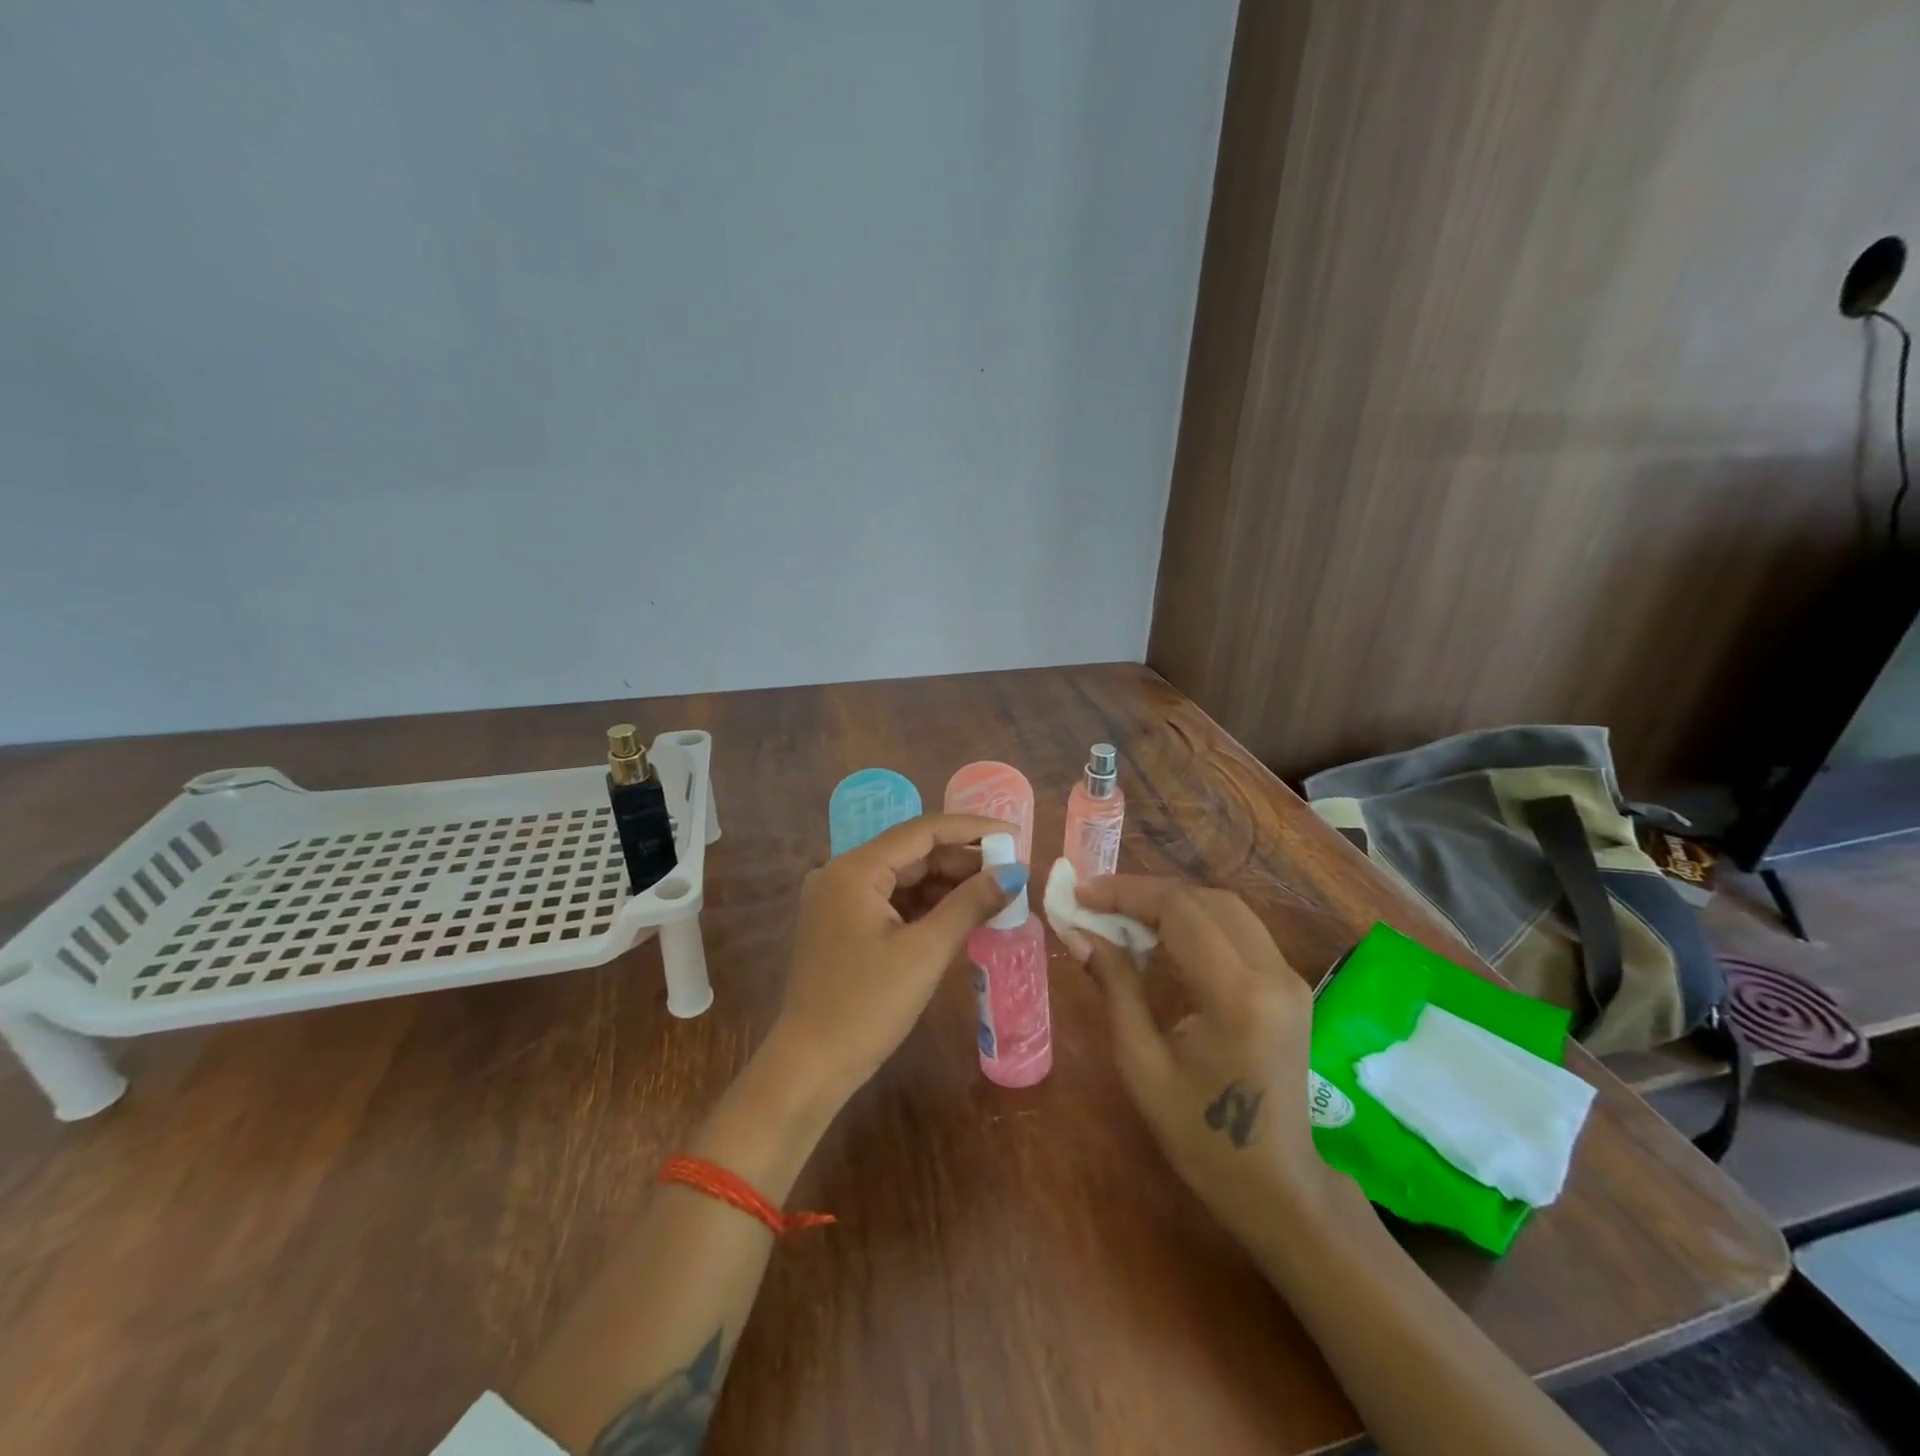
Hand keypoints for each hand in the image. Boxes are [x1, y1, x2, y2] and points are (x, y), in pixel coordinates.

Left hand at [768, 814, 1021, 1108]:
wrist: (810, 1068)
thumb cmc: (868, 1006)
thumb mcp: (925, 952)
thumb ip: (970, 904)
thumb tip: (1014, 873)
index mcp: (854, 869)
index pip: (922, 832)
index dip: (972, 829)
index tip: (1014, 833)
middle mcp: (841, 874)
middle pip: (912, 852)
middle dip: (962, 860)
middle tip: (1010, 870)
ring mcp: (839, 900)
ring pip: (904, 877)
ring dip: (947, 884)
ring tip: (994, 892)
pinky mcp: (843, 925)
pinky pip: (892, 901)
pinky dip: (927, 906)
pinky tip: (961, 913)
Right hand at [1073, 876, 1334, 1239]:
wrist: (1278, 1185)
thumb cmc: (1201, 1136)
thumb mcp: (1142, 1064)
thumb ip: (1115, 986)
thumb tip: (1078, 932)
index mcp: (1237, 995)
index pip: (1179, 910)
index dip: (1125, 893)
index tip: (1080, 893)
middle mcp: (1272, 973)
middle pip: (1204, 899)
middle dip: (1145, 892)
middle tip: (1095, 902)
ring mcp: (1288, 977)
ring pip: (1224, 907)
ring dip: (1171, 902)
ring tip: (1121, 914)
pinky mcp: (1289, 984)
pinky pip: (1238, 929)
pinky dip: (1195, 919)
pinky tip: (1160, 936)